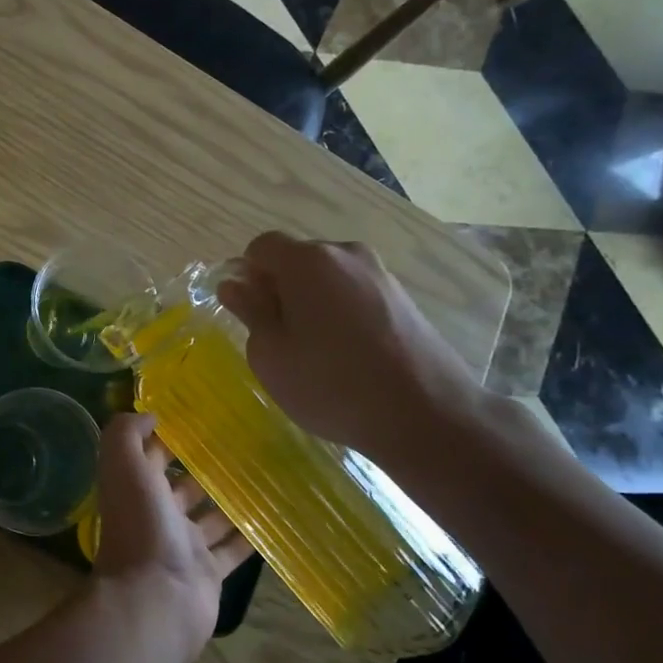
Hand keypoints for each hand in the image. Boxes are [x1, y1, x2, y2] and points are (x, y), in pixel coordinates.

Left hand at [92, 413, 250, 654]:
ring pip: (209, 517)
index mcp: (135, 489)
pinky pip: (231, 551)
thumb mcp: (124, 467)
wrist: (156, 600)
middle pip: (181, 485)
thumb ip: (127, 434)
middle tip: (242, 442)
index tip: (199, 415)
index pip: (150, 455)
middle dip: (203, 466)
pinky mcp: (208, 573)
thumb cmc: (141, 527)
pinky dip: (248, 536)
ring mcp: (183, 546)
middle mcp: (157, 515)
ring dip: (229, 499)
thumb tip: (149, 415)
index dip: (168, 436)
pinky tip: (272, 516)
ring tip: (263, 473)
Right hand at [218, 232, 484, 461]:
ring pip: (328, 277)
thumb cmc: (330, 384)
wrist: (426, 414)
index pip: (261, 247)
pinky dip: (340, 312)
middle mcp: (346, 254)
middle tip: (277, 337)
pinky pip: (355, 293)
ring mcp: (380, 274)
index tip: (247, 312)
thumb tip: (235, 285)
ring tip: (314, 350)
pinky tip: (346, 354)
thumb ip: (250, 312)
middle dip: (279, 288)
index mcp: (307, 261)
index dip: (247, 275)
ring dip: (311, 301)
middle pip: (297, 259)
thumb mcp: (271, 355)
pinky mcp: (403, 298)